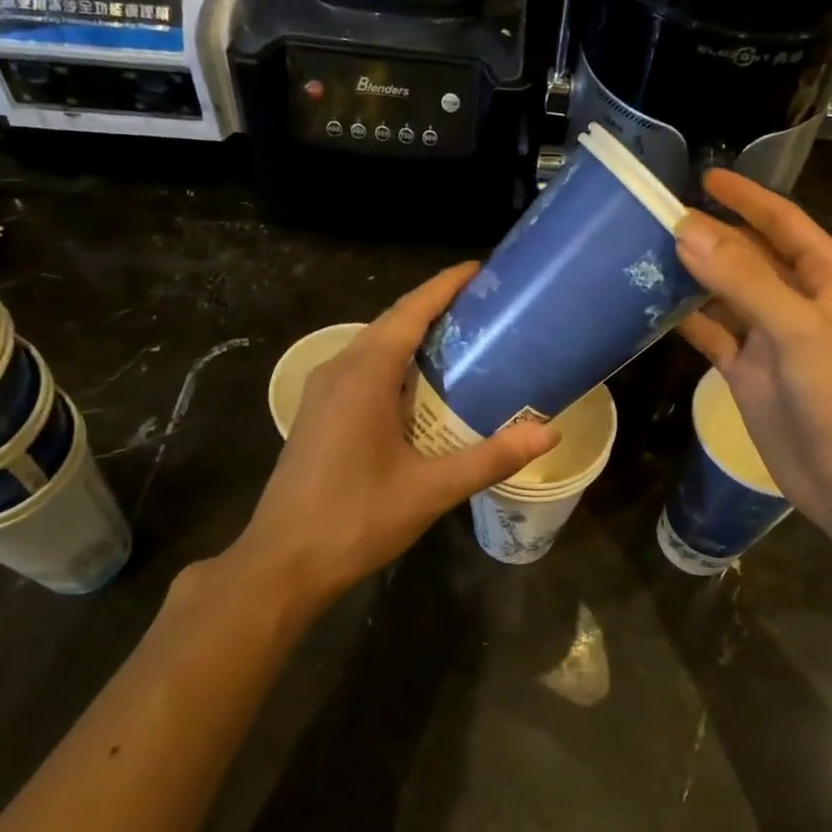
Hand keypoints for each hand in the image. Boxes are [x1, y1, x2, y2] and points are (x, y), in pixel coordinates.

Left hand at [230, 263, 557, 606]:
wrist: (283, 562)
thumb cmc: (356, 519)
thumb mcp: (431, 489)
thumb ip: (491, 457)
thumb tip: (548, 432)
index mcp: (364, 375)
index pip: (410, 312)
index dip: (445, 286)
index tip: (480, 270)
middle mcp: (338, 370)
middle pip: (392, 322)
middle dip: (435, 307)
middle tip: (484, 309)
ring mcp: (322, 392)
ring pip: (373, 346)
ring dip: (413, 336)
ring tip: (461, 340)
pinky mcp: (318, 414)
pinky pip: (361, 370)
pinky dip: (395, 363)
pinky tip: (420, 387)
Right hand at [674, 170, 831, 537]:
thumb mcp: (795, 328)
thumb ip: (743, 279)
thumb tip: (687, 231)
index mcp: (824, 276)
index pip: (781, 222)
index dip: (745, 198)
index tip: (703, 179)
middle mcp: (795, 299)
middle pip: (747, 255)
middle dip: (709, 236)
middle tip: (656, 218)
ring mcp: (768, 337)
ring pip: (723, 294)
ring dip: (691, 277)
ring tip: (644, 255)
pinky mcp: (745, 370)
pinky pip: (711, 334)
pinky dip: (685, 321)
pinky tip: (651, 307)